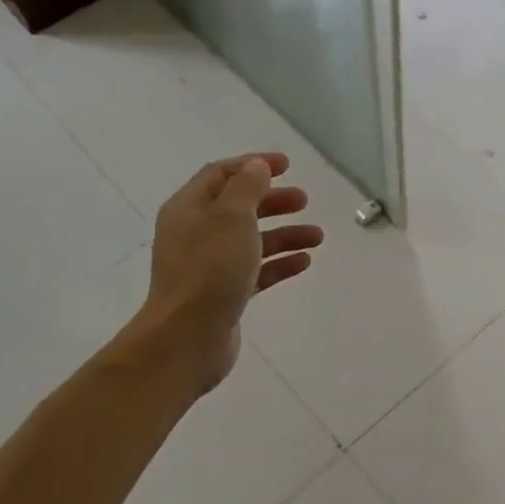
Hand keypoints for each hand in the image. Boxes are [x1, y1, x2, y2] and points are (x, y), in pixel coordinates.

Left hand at [137, 152, 323, 393]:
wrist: (188, 337)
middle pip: (238, 207)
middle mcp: (195, 233)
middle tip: (304, 201)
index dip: (253, 165)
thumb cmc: (209, 270)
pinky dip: (278, 263)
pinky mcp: (224, 294)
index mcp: (189, 208)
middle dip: (273, 201)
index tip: (287, 166)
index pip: (221, 174)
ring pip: (251, 241)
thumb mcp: (231, 218)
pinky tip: (304, 262)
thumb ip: (247, 187)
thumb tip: (256, 166)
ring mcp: (209, 266)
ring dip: (284, 234)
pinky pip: (255, 271)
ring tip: (316, 236)